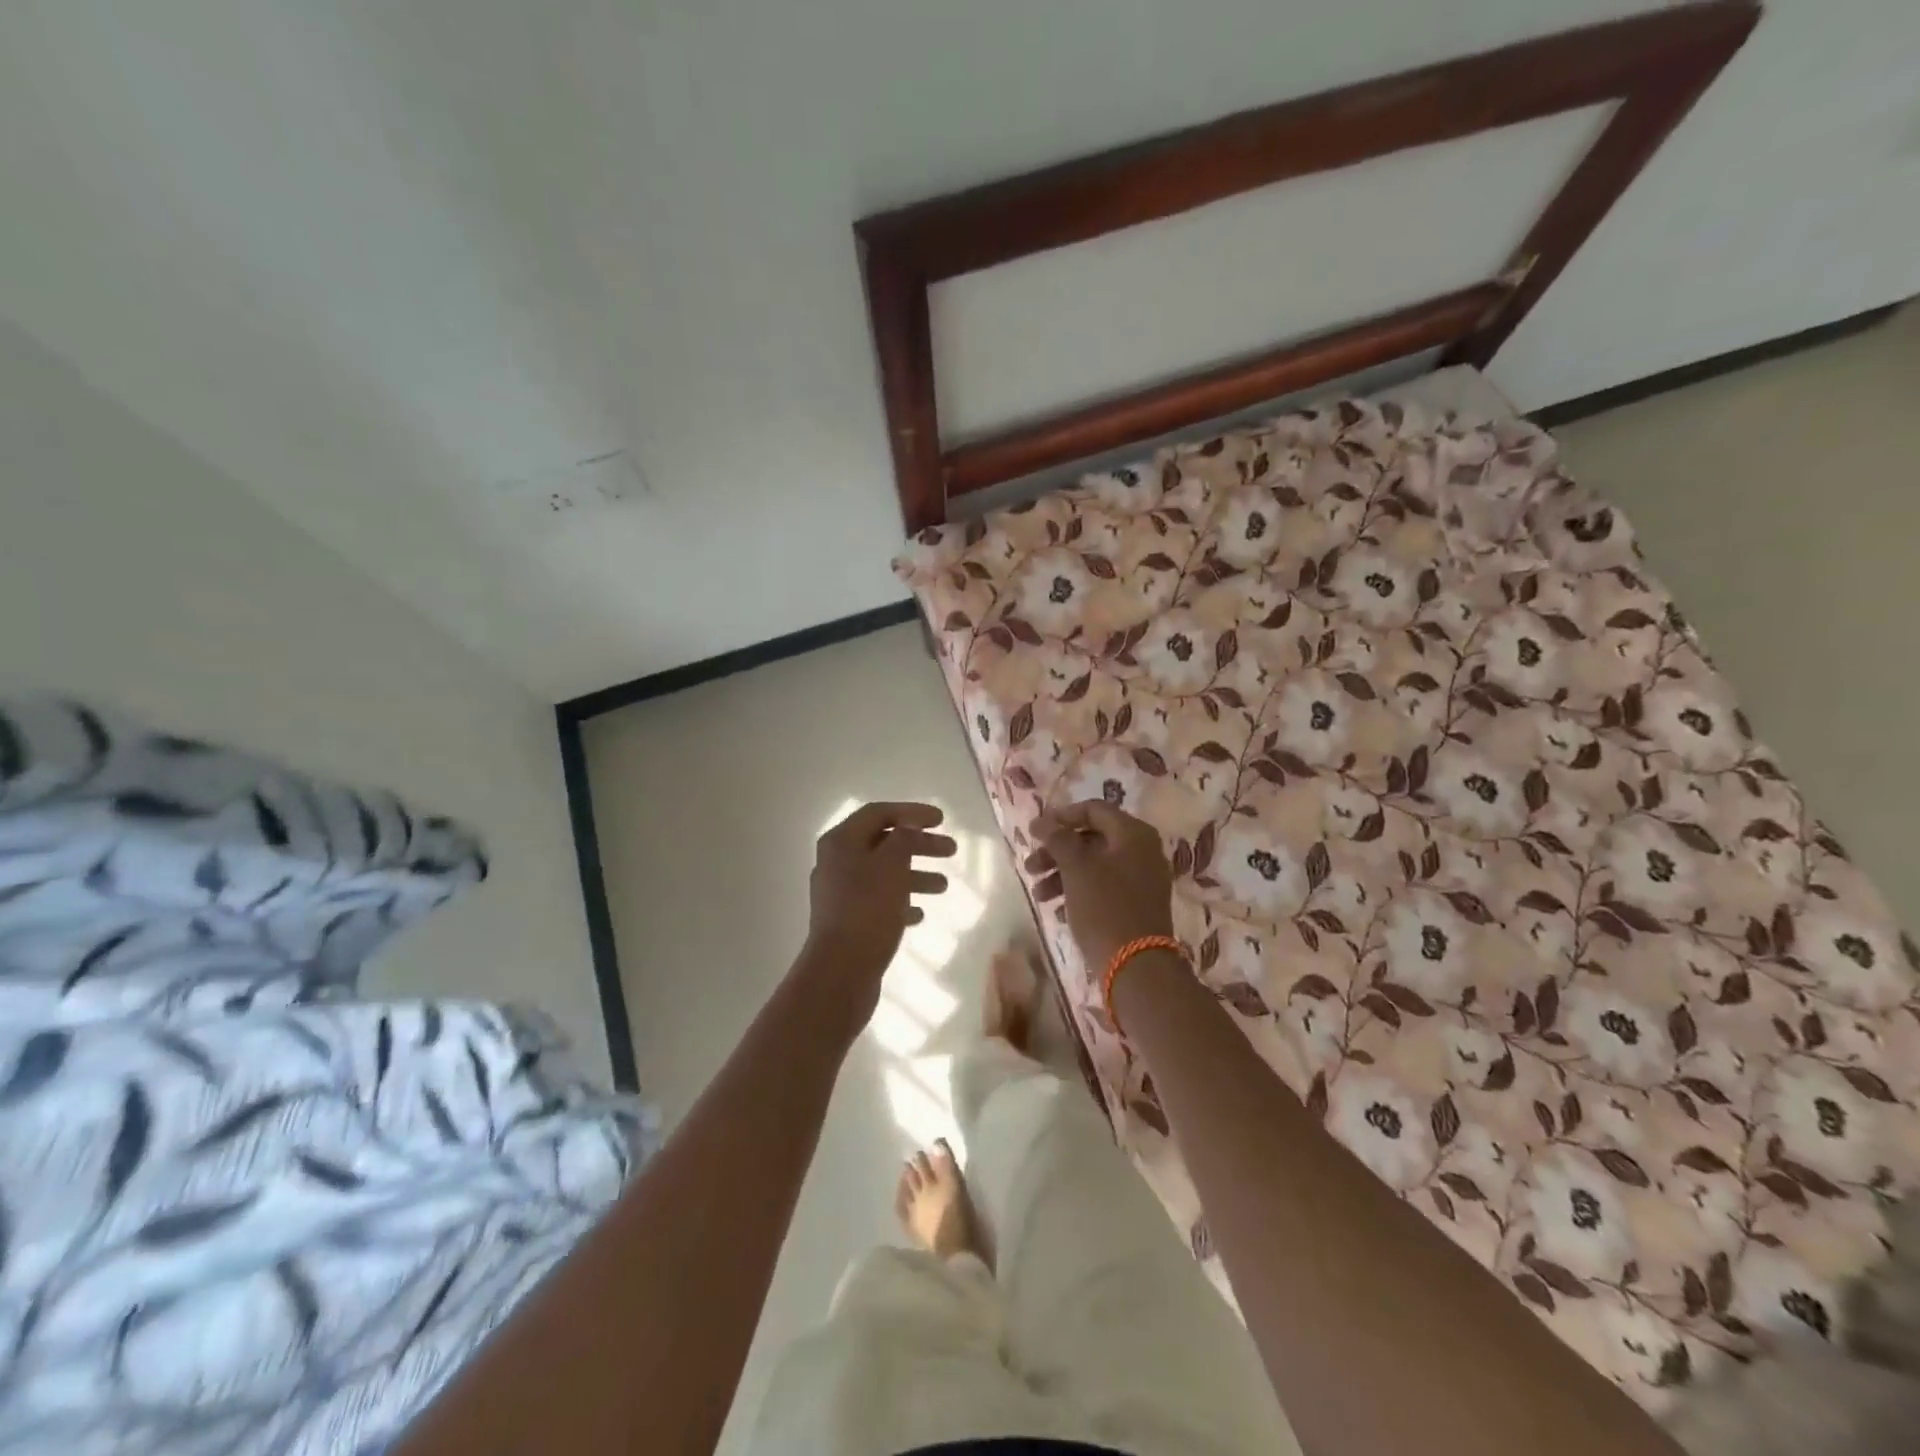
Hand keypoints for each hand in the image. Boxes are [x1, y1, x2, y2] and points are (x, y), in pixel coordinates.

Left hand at [803, 802, 955, 1015]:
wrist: (841, 971)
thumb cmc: (868, 909)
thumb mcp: (891, 865)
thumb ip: (903, 838)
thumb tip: (908, 824)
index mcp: (841, 842)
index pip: (879, 813)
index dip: (911, 812)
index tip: (942, 819)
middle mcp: (836, 862)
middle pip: (884, 843)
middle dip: (919, 845)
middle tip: (952, 850)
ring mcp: (840, 894)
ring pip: (884, 873)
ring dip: (915, 874)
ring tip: (944, 886)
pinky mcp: (848, 921)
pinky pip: (879, 901)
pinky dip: (901, 901)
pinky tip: (921, 914)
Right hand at [1025, 801, 1174, 970]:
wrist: (1137, 966)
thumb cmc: (1104, 907)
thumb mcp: (1076, 867)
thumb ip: (1058, 838)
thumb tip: (1042, 821)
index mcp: (1133, 833)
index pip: (1093, 809)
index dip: (1061, 816)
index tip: (1034, 831)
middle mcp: (1143, 850)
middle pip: (1092, 838)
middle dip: (1057, 851)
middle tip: (1030, 866)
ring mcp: (1143, 879)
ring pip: (1095, 865)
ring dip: (1062, 874)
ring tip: (1038, 895)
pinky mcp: (1138, 904)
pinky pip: (1104, 886)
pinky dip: (1079, 891)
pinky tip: (1058, 909)